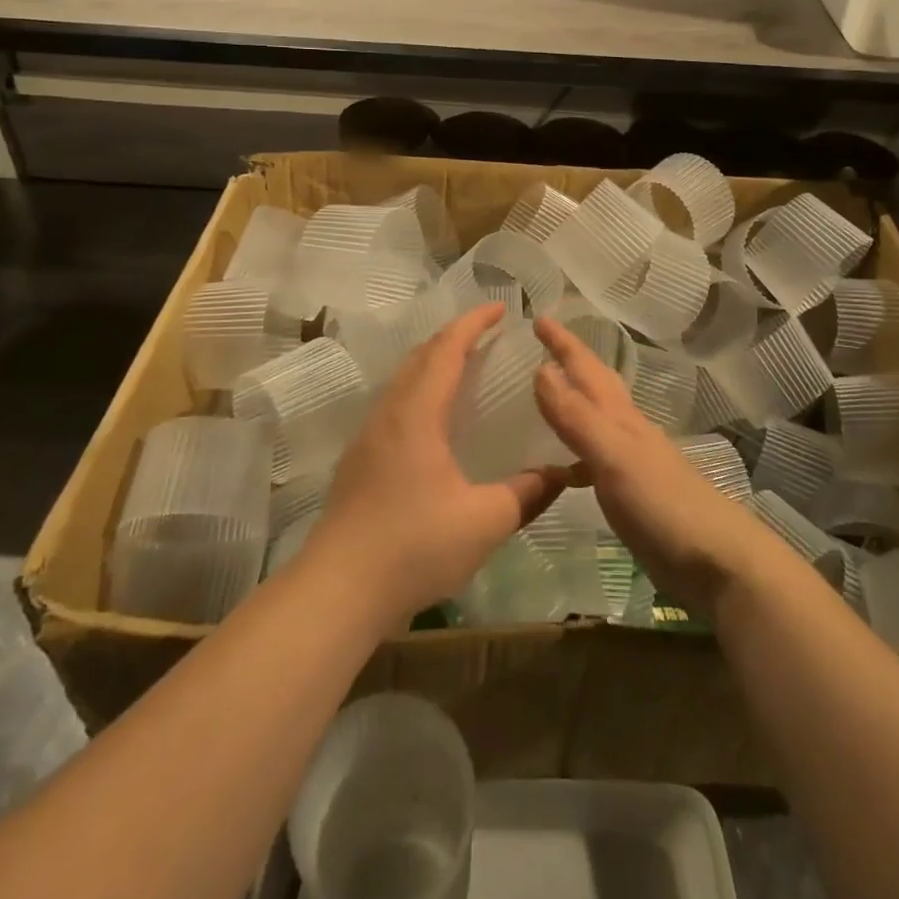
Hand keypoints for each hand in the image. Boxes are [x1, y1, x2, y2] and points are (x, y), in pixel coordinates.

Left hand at [309, 303, 567, 625]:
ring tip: (464, 368)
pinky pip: (393, 403)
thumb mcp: (485, 521)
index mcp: (417, 414)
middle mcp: (389, 414)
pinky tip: (434, 419)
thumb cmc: (413, 547)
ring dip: (433, 362)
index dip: (473, 323)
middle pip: (420, 356)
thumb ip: (527, 493)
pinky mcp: (358, 460)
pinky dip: (419, 389)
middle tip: (488, 334)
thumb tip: (561, 473)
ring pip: (402, 379)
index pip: (446, 349)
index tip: (501, 308)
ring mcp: (368, 436)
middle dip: (454, 336)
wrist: (337, 591)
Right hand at [531, 316, 782, 612]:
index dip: (563, 343)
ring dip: (571, 404)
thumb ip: (577, 416)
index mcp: (620, 417)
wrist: (716, 561)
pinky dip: (573, 453)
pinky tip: (560, 468)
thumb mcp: (614, 455)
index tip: (538, 317)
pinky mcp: (630, 494)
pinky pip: (593, 459)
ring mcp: (630, 462)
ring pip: (595, 420)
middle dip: (570, 362)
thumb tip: (541, 369)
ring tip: (542, 399)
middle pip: (595, 386)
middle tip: (541, 346)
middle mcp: (625, 431)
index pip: (586, 368)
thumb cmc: (664, 503)